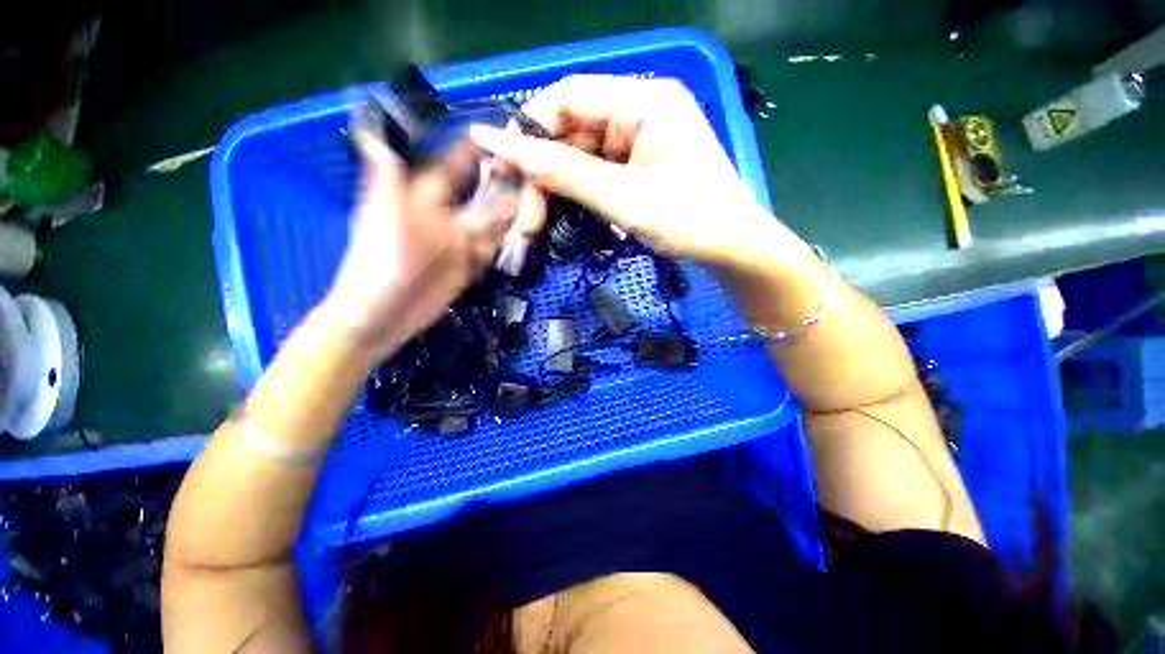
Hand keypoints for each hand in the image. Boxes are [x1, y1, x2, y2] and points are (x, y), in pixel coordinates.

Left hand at [321, 126, 517, 360]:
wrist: (379, 316)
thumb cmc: (377, 265)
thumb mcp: (380, 219)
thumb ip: (386, 181)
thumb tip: (380, 139)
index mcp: (424, 202)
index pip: (452, 169)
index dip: (471, 151)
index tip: (498, 135)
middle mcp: (446, 220)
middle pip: (481, 198)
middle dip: (505, 185)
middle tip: (536, 173)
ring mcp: (459, 246)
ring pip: (492, 225)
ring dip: (513, 215)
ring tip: (540, 202)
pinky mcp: (467, 269)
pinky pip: (491, 252)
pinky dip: (508, 245)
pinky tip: (526, 235)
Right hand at [469, 75, 782, 268]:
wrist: (732, 250)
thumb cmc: (687, 220)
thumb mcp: (620, 196)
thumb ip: (559, 170)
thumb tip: (496, 143)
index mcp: (642, 101)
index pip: (565, 98)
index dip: (528, 133)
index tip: (503, 173)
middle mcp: (640, 111)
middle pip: (570, 132)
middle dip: (542, 175)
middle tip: (524, 220)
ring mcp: (641, 141)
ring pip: (580, 157)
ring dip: (558, 192)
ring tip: (539, 226)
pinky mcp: (642, 166)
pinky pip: (598, 173)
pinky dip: (580, 196)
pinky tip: (570, 218)